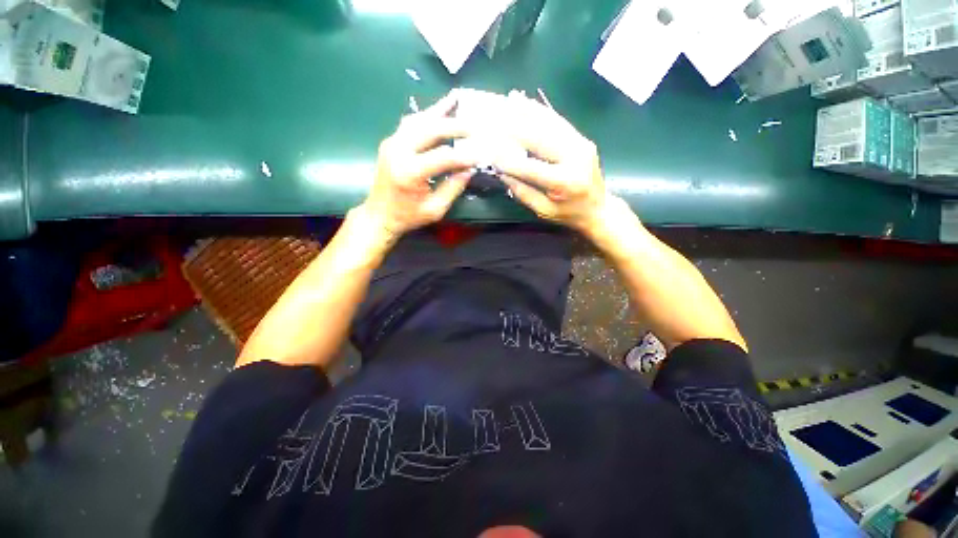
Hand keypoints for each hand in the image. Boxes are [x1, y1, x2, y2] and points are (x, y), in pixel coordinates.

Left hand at [358, 91, 476, 244]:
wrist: (379, 215)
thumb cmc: (408, 216)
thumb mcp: (435, 209)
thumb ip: (453, 188)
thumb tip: (469, 169)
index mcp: (410, 172)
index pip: (443, 157)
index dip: (464, 156)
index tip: (480, 155)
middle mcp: (398, 151)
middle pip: (430, 129)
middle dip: (454, 126)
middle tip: (473, 126)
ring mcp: (392, 143)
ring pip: (418, 120)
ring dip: (439, 112)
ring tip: (456, 102)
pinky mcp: (391, 142)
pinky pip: (411, 124)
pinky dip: (427, 116)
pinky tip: (438, 111)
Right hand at [492, 91, 613, 236]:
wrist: (599, 208)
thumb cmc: (569, 214)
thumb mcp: (544, 211)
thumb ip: (523, 193)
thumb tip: (503, 173)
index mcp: (564, 182)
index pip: (530, 168)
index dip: (509, 161)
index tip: (491, 153)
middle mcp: (575, 158)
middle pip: (540, 139)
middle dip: (515, 128)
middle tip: (495, 118)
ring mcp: (581, 145)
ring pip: (550, 124)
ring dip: (528, 112)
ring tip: (509, 100)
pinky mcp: (582, 139)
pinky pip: (559, 123)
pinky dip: (541, 112)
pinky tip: (527, 103)